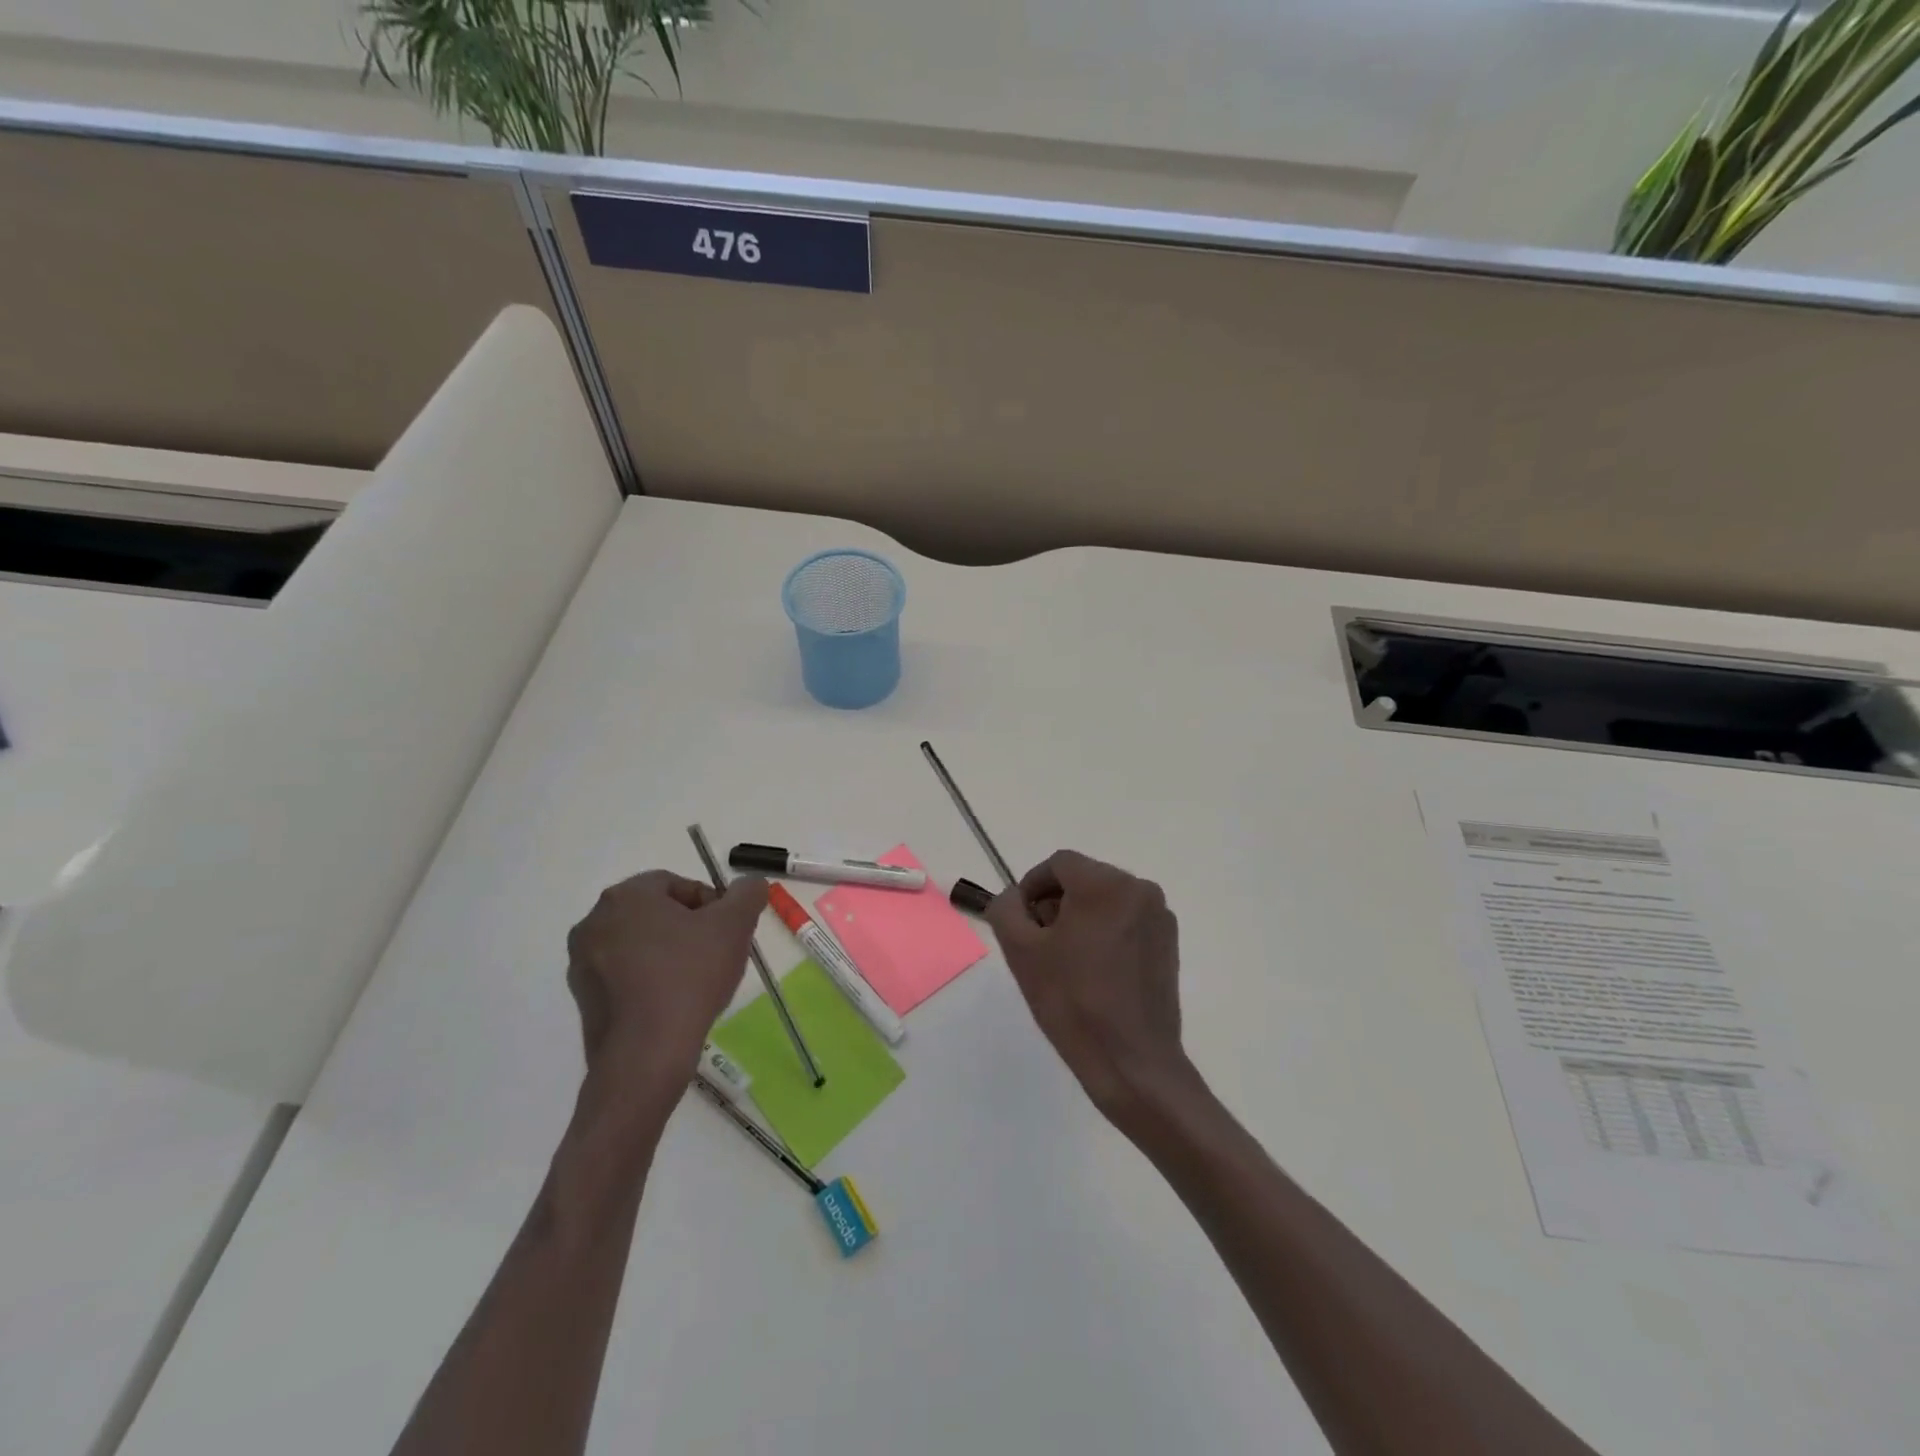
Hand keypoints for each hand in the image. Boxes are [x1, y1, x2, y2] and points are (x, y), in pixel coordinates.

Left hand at [565, 870, 768, 1088]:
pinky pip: (625, 975)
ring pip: (640, 944)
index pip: (676, 884)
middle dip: (689, 928)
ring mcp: (582, 962)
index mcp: (626, 896)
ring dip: (669, 953)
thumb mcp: (735, 926)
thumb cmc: (690, 977)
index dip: (710, 903)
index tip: (728, 930)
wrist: (646, 1054)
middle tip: (717, 953)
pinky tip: (673, 1002)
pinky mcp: (582, 998)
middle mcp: (594, 921)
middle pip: (656, 913)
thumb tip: (750, 883)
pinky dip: (649, 980)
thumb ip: (747, 893)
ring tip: (698, 981)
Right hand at [985, 850, 1192, 1124]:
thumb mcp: (1022, 952)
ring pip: (1106, 900)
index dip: (1032, 887)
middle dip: (1056, 903)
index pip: (1058, 864)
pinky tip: (1095, 972)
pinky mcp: (1169, 943)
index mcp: (1105, 884)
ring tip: (1067, 962)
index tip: (1021, 921)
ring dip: (1080, 918)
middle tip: (1039, 944)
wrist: (1132, 1062)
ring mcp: (1159, 916)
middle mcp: (1139, 889)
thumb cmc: (1072, 1002)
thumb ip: (1006, 909)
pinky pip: (1127, 921)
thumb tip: (1013, 897)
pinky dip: (1106, 933)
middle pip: (1084, 879)